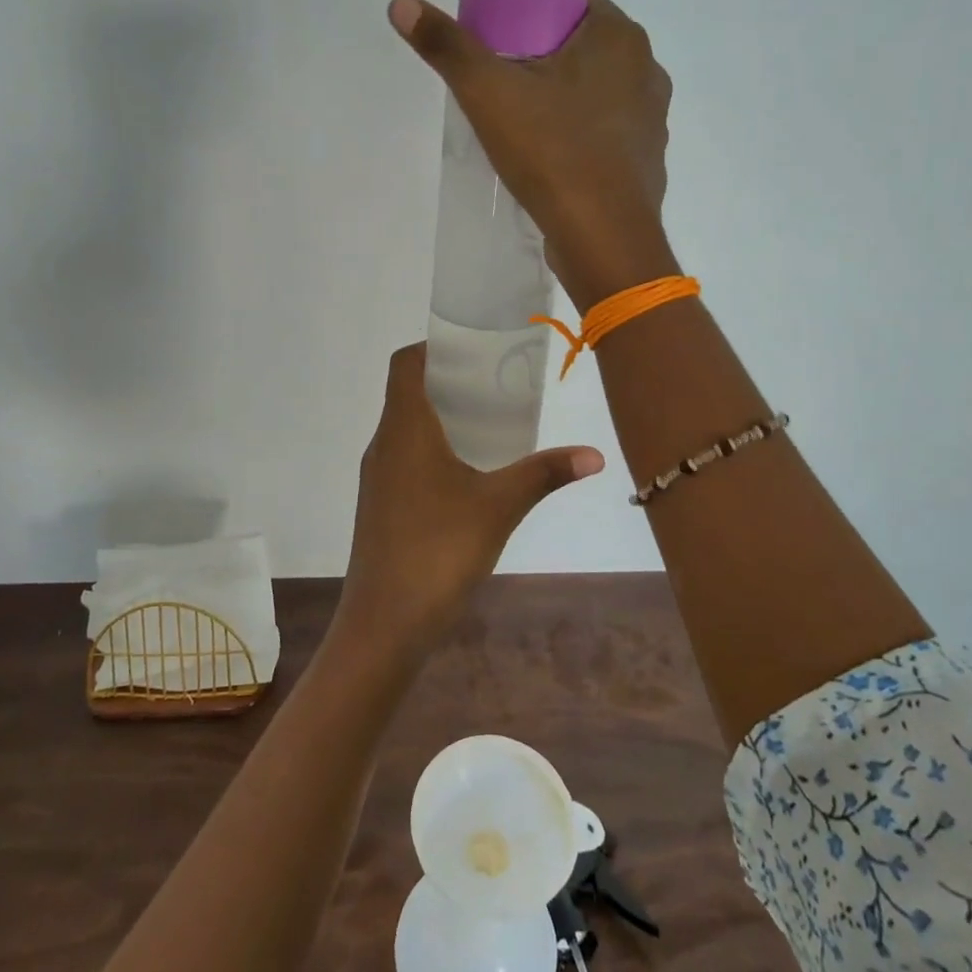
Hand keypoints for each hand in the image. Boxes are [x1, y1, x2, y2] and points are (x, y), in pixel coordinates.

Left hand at [335, 345, 603, 657]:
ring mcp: (377, 477)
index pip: (405, 364)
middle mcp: (383, 444)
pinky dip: (432, 448)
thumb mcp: (500, 506)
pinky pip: (404, 457)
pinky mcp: (380, 505)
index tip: (473, 349)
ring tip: (488, 422)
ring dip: (441, 416)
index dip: (433, 347)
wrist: (384, 624)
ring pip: (406, 427)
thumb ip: (544, 473)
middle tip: (495, 383)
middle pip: (407, 392)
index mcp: (405, 428)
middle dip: (448, 381)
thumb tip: (594, 454)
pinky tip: (467, 472)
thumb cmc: (439, 550)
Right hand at [388, 0, 676, 307]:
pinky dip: (584, 140)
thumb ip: (448, 46)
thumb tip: (401, 3)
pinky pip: (609, 136)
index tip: (505, 55)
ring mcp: (653, 122)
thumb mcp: (488, 93)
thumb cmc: (551, 152)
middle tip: (507, 92)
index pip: (576, 8)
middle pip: (587, 53)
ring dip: (568, 104)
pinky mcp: (648, 163)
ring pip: (601, 96)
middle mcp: (648, 72)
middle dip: (548, 65)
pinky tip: (555, 163)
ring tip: (528, 130)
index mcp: (620, 39)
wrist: (602, 237)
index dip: (536, 23)